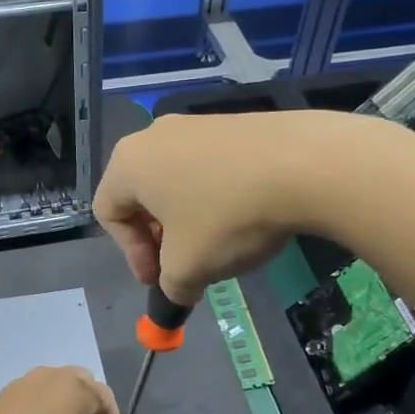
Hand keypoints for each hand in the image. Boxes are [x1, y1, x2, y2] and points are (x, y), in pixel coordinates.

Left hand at [0, 367, 135, 413]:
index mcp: (73, 390)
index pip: (105, 398)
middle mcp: (49, 376)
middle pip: (82, 384)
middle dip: (91, 410)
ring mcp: (21, 383)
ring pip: (57, 387)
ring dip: (68, 407)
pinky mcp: (1, 395)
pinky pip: (35, 393)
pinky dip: (45, 408)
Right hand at [95, 111, 342, 304]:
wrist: (305, 164)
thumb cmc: (227, 217)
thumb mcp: (188, 268)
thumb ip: (171, 286)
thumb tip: (178, 289)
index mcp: (129, 163)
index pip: (109, 214)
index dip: (131, 255)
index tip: (161, 280)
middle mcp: (154, 135)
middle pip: (142, 196)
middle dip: (159, 239)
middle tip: (184, 266)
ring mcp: (196, 124)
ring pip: (177, 182)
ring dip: (188, 220)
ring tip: (218, 246)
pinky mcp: (234, 124)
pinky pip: (209, 168)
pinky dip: (216, 198)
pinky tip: (245, 217)